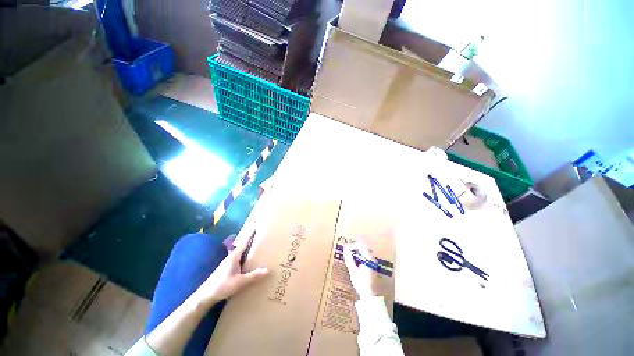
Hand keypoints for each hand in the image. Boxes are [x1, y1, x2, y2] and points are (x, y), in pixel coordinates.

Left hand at [194, 238, 268, 305]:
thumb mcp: (239, 282)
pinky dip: (244, 258)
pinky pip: (238, 259)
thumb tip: (267, 270)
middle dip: (250, 241)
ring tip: (257, 249)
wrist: (204, 296)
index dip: (250, 235)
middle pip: (243, 246)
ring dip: (247, 250)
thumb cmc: (222, 286)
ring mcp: (228, 263)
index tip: (256, 226)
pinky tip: (248, 263)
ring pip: (240, 253)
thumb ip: (253, 276)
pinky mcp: (226, 269)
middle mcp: (231, 257)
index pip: (244, 242)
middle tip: (260, 237)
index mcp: (234, 256)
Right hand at [343, 242, 377, 299]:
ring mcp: (373, 263)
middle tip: (346, 252)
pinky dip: (358, 258)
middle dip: (354, 249)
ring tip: (349, 257)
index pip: (361, 246)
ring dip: (356, 253)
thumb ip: (349, 259)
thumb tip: (345, 250)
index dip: (352, 245)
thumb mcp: (353, 271)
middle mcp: (372, 259)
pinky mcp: (372, 267)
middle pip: (362, 248)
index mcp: (369, 259)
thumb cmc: (362, 284)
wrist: (370, 296)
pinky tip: (354, 263)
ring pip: (363, 253)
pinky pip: (365, 258)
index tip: (345, 248)